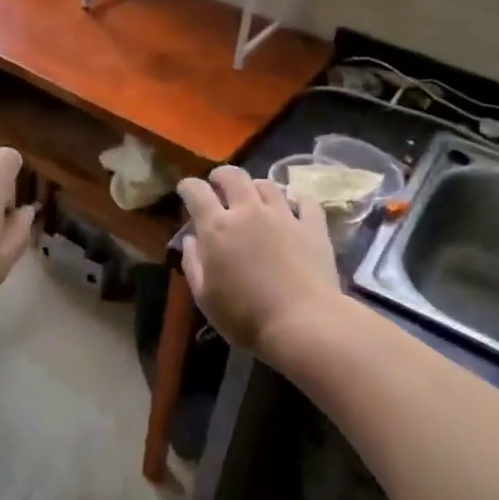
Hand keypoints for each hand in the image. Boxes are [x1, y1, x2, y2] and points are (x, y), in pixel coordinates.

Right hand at [176, 165, 341, 359]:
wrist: (303, 324)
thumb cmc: (245, 316)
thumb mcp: (205, 298)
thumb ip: (193, 264)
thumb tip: (191, 240)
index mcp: (218, 227)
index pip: (197, 192)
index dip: (188, 186)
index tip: (185, 189)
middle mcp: (249, 211)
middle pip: (234, 176)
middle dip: (221, 175)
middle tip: (218, 183)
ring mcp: (284, 215)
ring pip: (268, 184)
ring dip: (255, 186)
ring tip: (254, 196)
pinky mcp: (313, 226)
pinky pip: (304, 201)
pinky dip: (295, 199)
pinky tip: (293, 206)